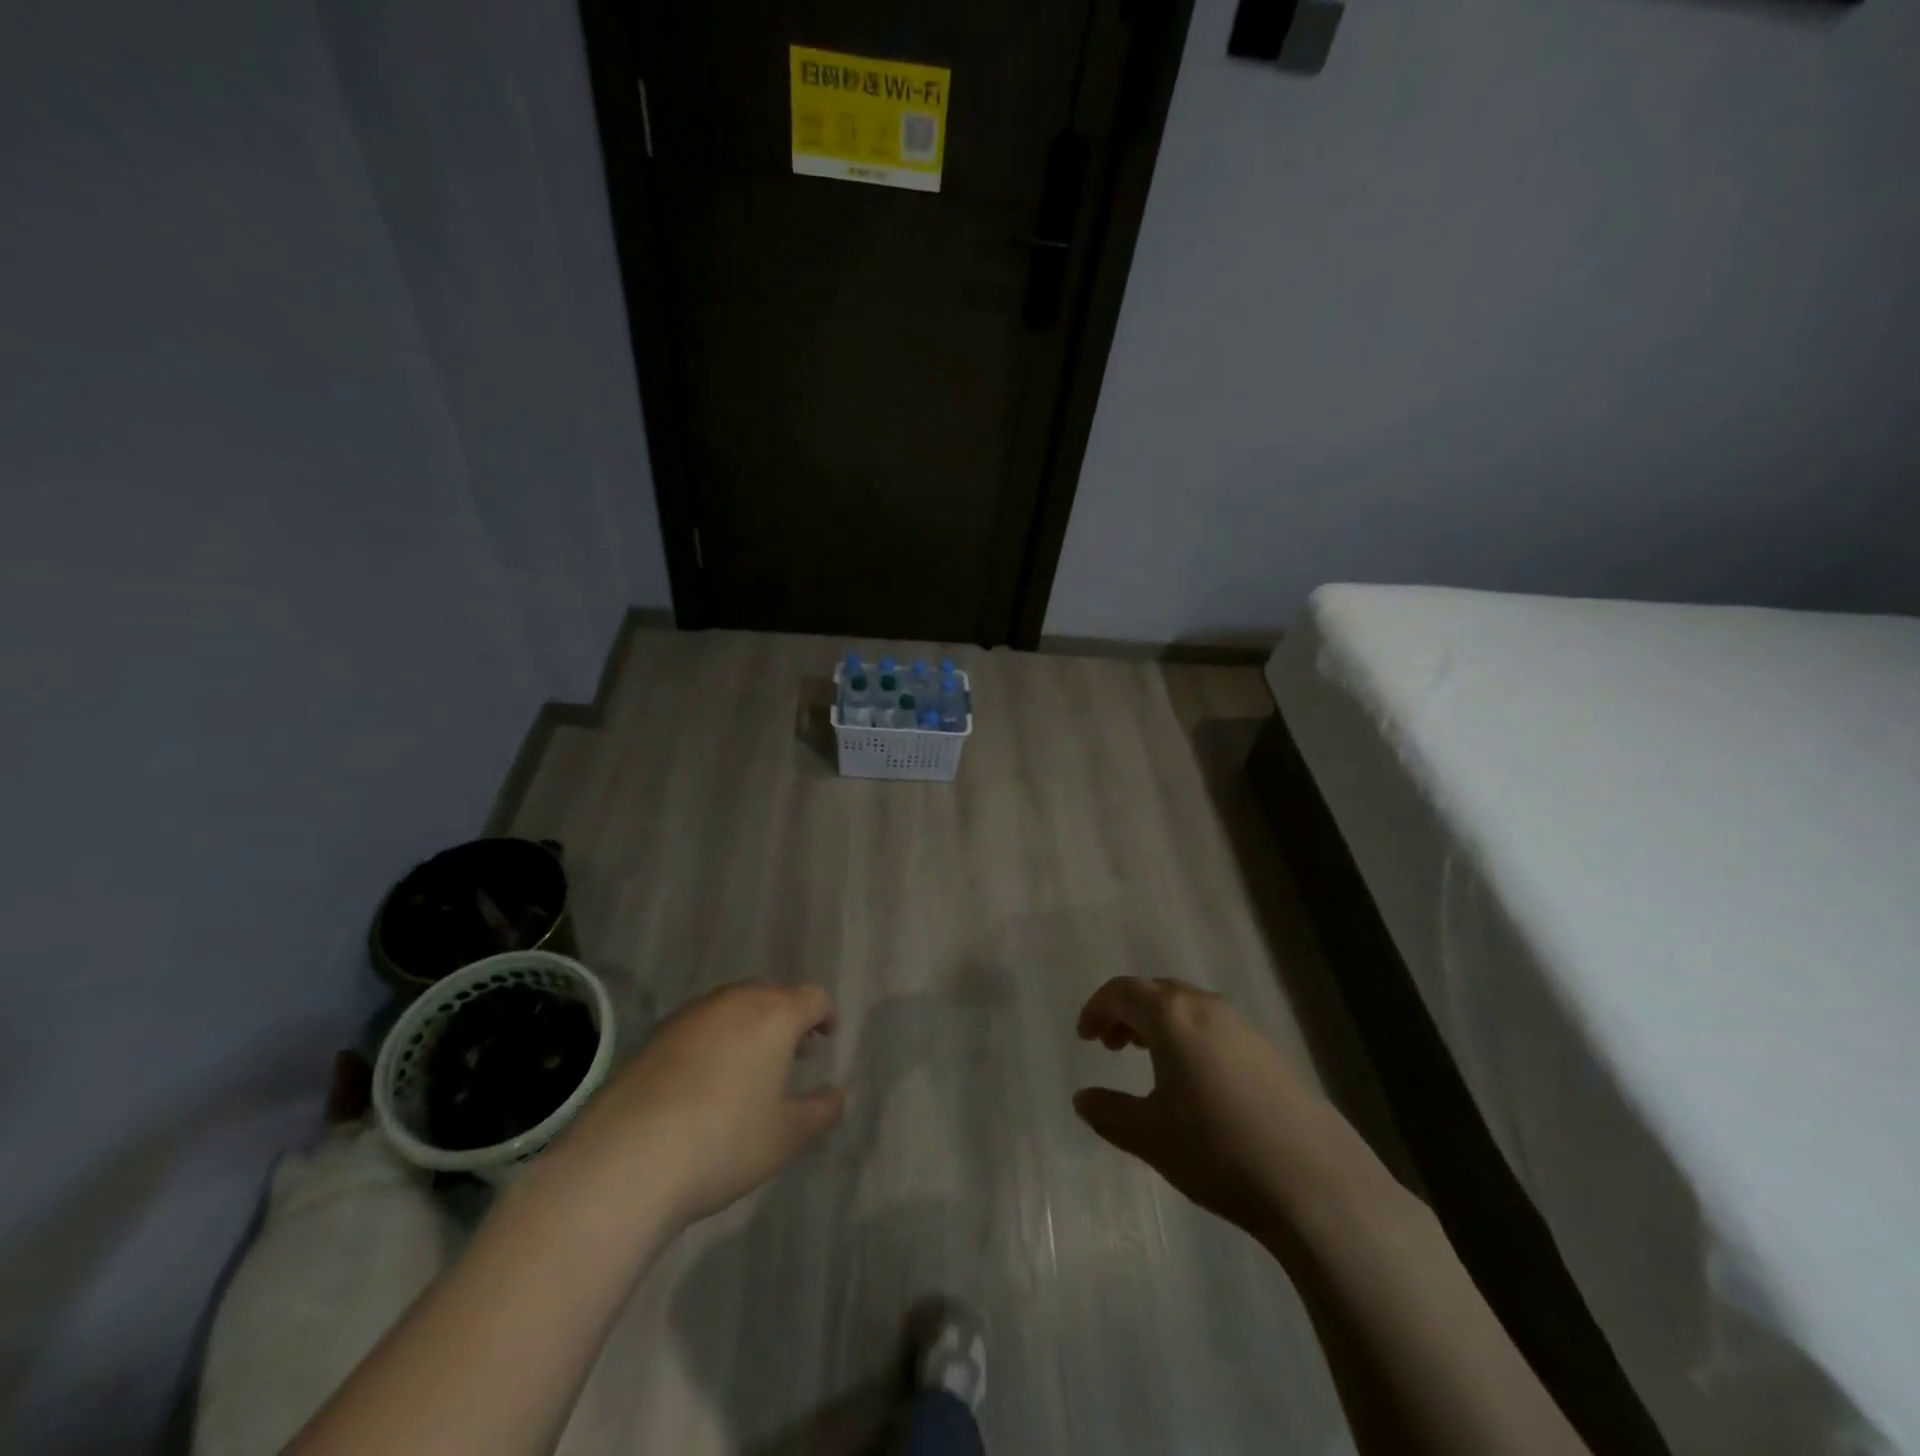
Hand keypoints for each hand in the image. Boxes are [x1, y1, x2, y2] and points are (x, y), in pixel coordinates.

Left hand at [556, 980, 844, 1231]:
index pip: (812, 996)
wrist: (625, 1160)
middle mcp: (735, 1001)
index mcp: (774, 1014)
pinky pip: (701, 1024)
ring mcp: (691, 1014)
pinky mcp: (655, 1035)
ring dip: (750, 1024)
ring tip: (751, 1065)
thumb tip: (839, 1096)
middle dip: (787, 1016)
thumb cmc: (723, 1143)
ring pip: (733, 1005)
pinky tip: (707, 1079)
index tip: (827, 1036)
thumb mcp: (785, 1137)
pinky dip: (716, 1038)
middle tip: (793, 1050)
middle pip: (772, 993)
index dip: (825, 1013)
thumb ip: (820, 1111)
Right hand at [1073, 976, 1353, 1238]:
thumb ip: (1109, 1112)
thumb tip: (1082, 1099)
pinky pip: (1216, 1027)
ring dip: (1160, 1025)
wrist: (1314, 1183)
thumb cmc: (1217, 1151)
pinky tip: (1197, 1082)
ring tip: (1150, 1061)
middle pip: (1156, 993)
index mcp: (1172, 1016)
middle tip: (1111, 1047)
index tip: (1085, 1037)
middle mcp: (1207, 1007)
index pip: (1122, 991)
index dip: (1097, 1008)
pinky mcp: (1271, 1051)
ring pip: (1188, 1008)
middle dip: (1128, 1013)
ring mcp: (1244, 1026)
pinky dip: (1191, 1037)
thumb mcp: (1150, 1137)